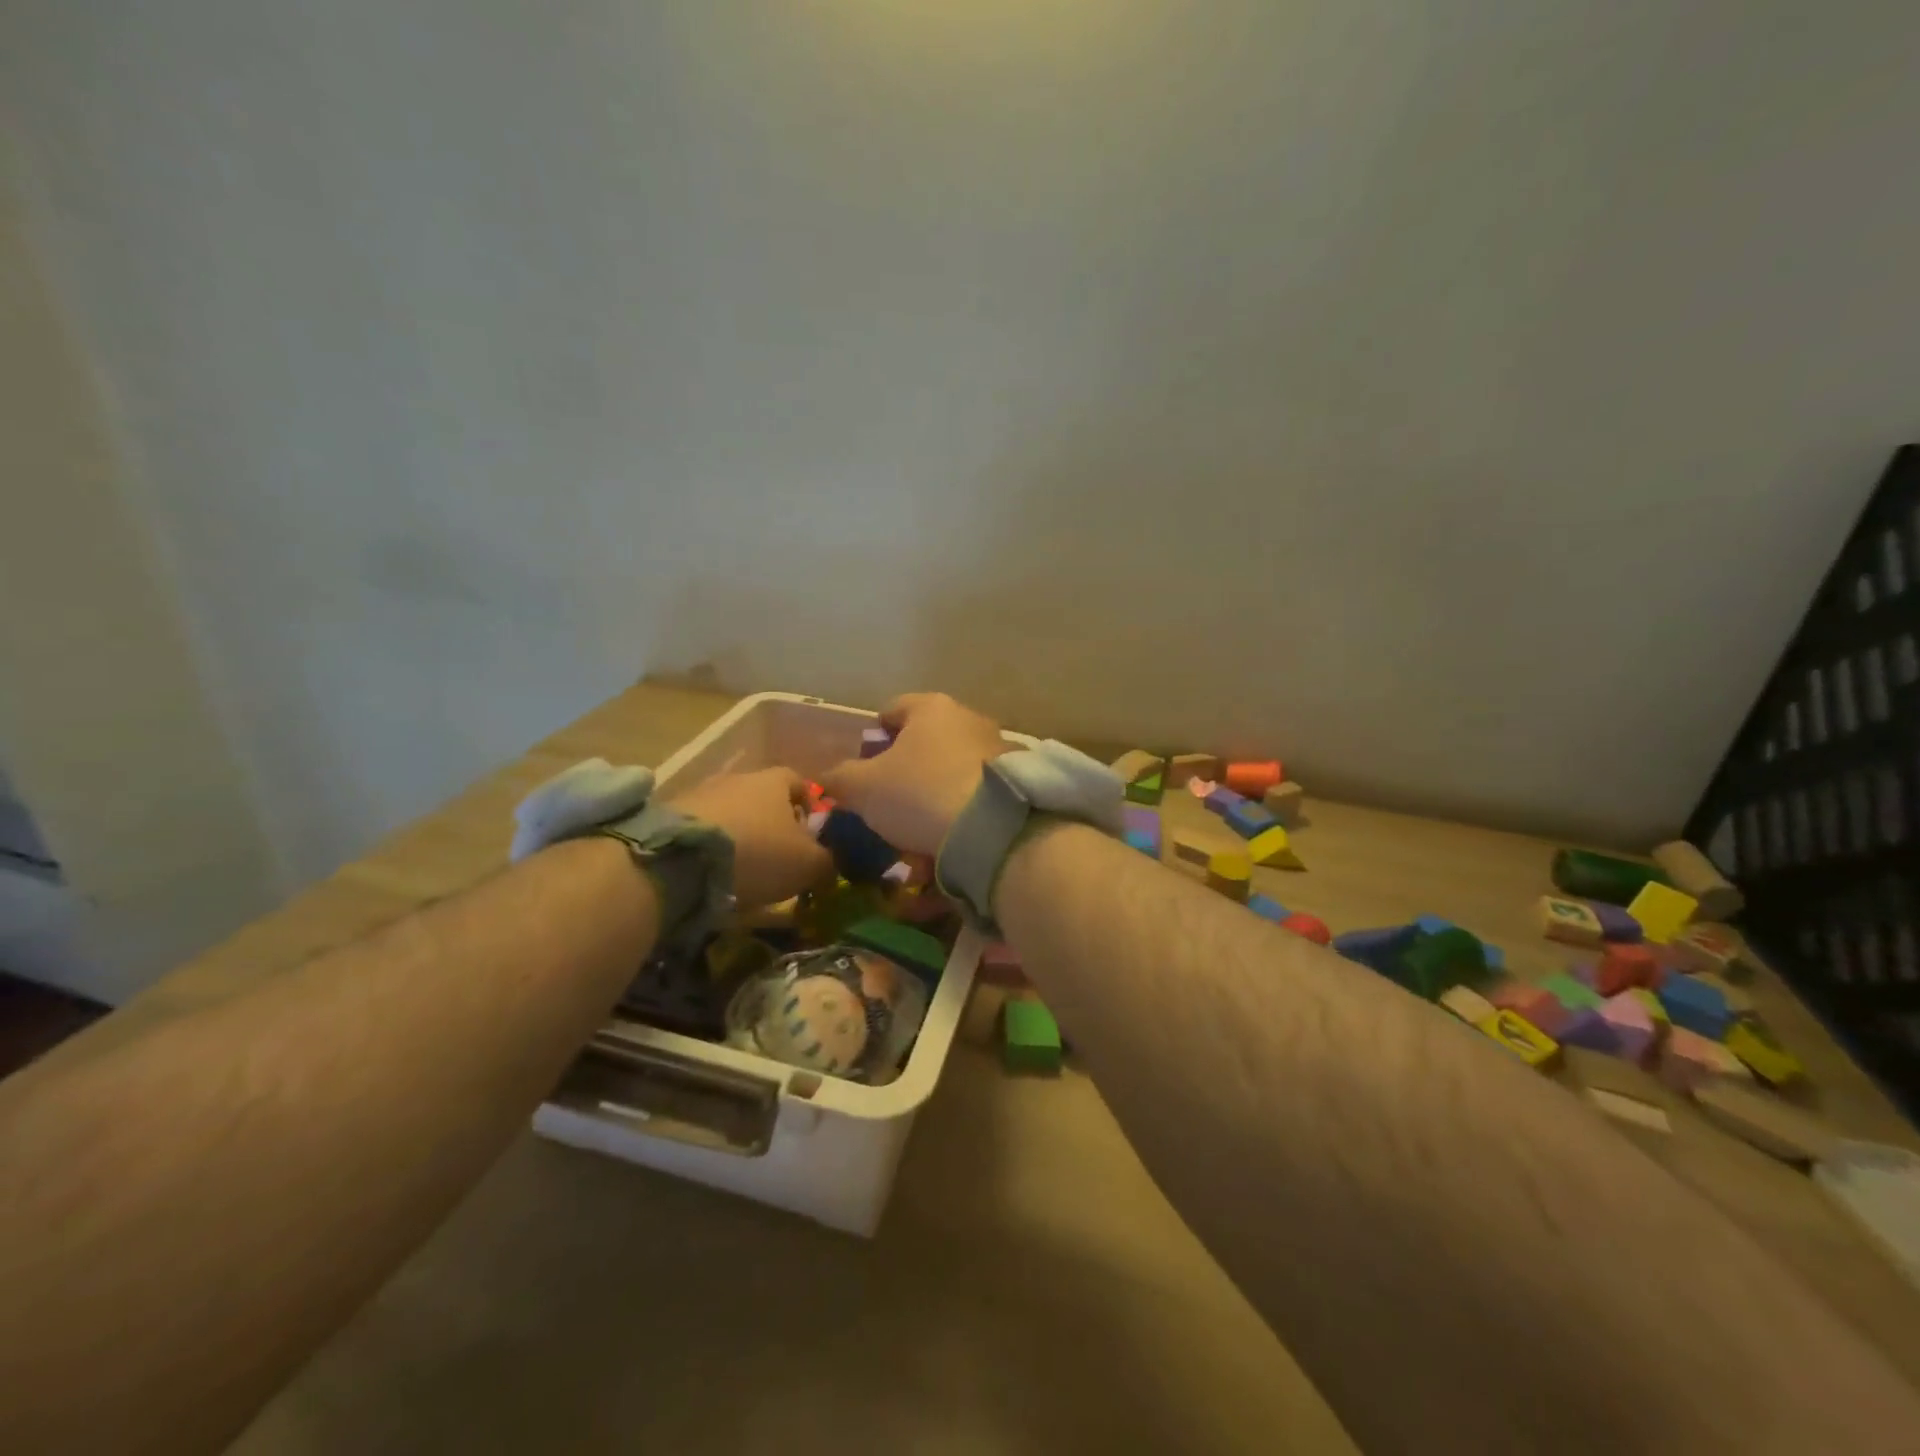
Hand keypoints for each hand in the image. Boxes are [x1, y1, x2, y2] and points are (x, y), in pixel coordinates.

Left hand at [669, 768, 832, 907]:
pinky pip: (701, 829)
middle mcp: (738, 778)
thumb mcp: (808, 864)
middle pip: (763, 797)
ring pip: (731, 813)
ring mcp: (700, 793)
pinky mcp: (669, 817)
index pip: (800, 782)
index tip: (812, 835)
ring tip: (743, 870)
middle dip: (772, 824)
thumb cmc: (759, 853)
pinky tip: (712, 873)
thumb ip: (828, 859)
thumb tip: (832, 859)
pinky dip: (710, 847)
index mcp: (775, 780)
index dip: (809, 806)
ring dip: (739, 835)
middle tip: (779, 857)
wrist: (680, 860)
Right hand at [820, 693, 1010, 855]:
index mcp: (931, 708)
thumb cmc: (918, 793)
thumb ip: (839, 778)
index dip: (872, 739)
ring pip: (949, 773)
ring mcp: (997, 749)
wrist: (992, 829)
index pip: (891, 710)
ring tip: (917, 835)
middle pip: (924, 744)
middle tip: (888, 807)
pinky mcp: (1015, 782)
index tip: (864, 770)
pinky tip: (946, 844)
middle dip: (904, 775)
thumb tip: (828, 778)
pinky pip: (974, 795)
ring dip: (931, 800)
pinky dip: (958, 815)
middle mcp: (968, 718)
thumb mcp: (862, 788)